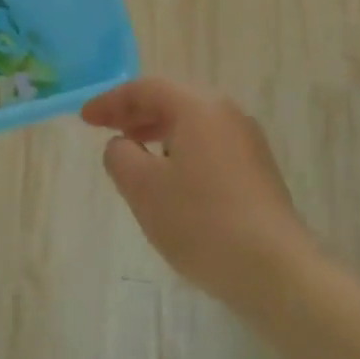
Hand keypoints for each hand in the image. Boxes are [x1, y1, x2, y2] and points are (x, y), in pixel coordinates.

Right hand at [82, 77, 315, 310]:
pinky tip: (170, 181)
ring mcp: (247, 142)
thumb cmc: (201, 221)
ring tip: (134, 155)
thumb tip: (122, 145)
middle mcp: (227, 113)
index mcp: (199, 106)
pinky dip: (181, 150)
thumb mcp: (143, 188)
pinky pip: (209, 145)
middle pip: (173, 100)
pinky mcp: (258, 170)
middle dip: (135, 113)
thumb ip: (120, 156)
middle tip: (106, 130)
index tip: (85, 119)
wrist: (274, 270)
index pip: (147, 88)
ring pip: (192, 123)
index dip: (111, 101)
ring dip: (158, 132)